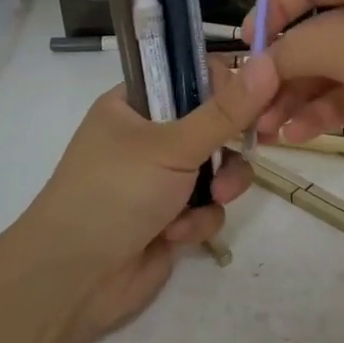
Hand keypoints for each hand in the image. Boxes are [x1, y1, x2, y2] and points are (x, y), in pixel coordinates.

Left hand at [20, 54, 281, 337]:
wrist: (75, 280)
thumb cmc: (116, 193)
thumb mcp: (173, 145)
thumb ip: (225, 111)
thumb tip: (268, 63)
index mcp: (134, 104)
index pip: (190, 76)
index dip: (226, 85)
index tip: (256, 98)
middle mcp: (147, 137)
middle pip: (212, 124)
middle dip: (229, 145)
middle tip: (253, 144)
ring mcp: (159, 180)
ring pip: (217, 168)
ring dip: (220, 185)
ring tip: (212, 199)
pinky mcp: (171, 217)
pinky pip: (207, 207)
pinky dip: (198, 220)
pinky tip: (176, 235)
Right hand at [257, 0, 343, 191]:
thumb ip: (299, 51)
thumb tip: (255, 65)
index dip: (272, 10)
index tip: (242, 48)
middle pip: (314, 34)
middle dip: (280, 69)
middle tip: (249, 106)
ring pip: (328, 72)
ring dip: (296, 98)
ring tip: (267, 131)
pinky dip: (322, 116)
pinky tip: (297, 137)